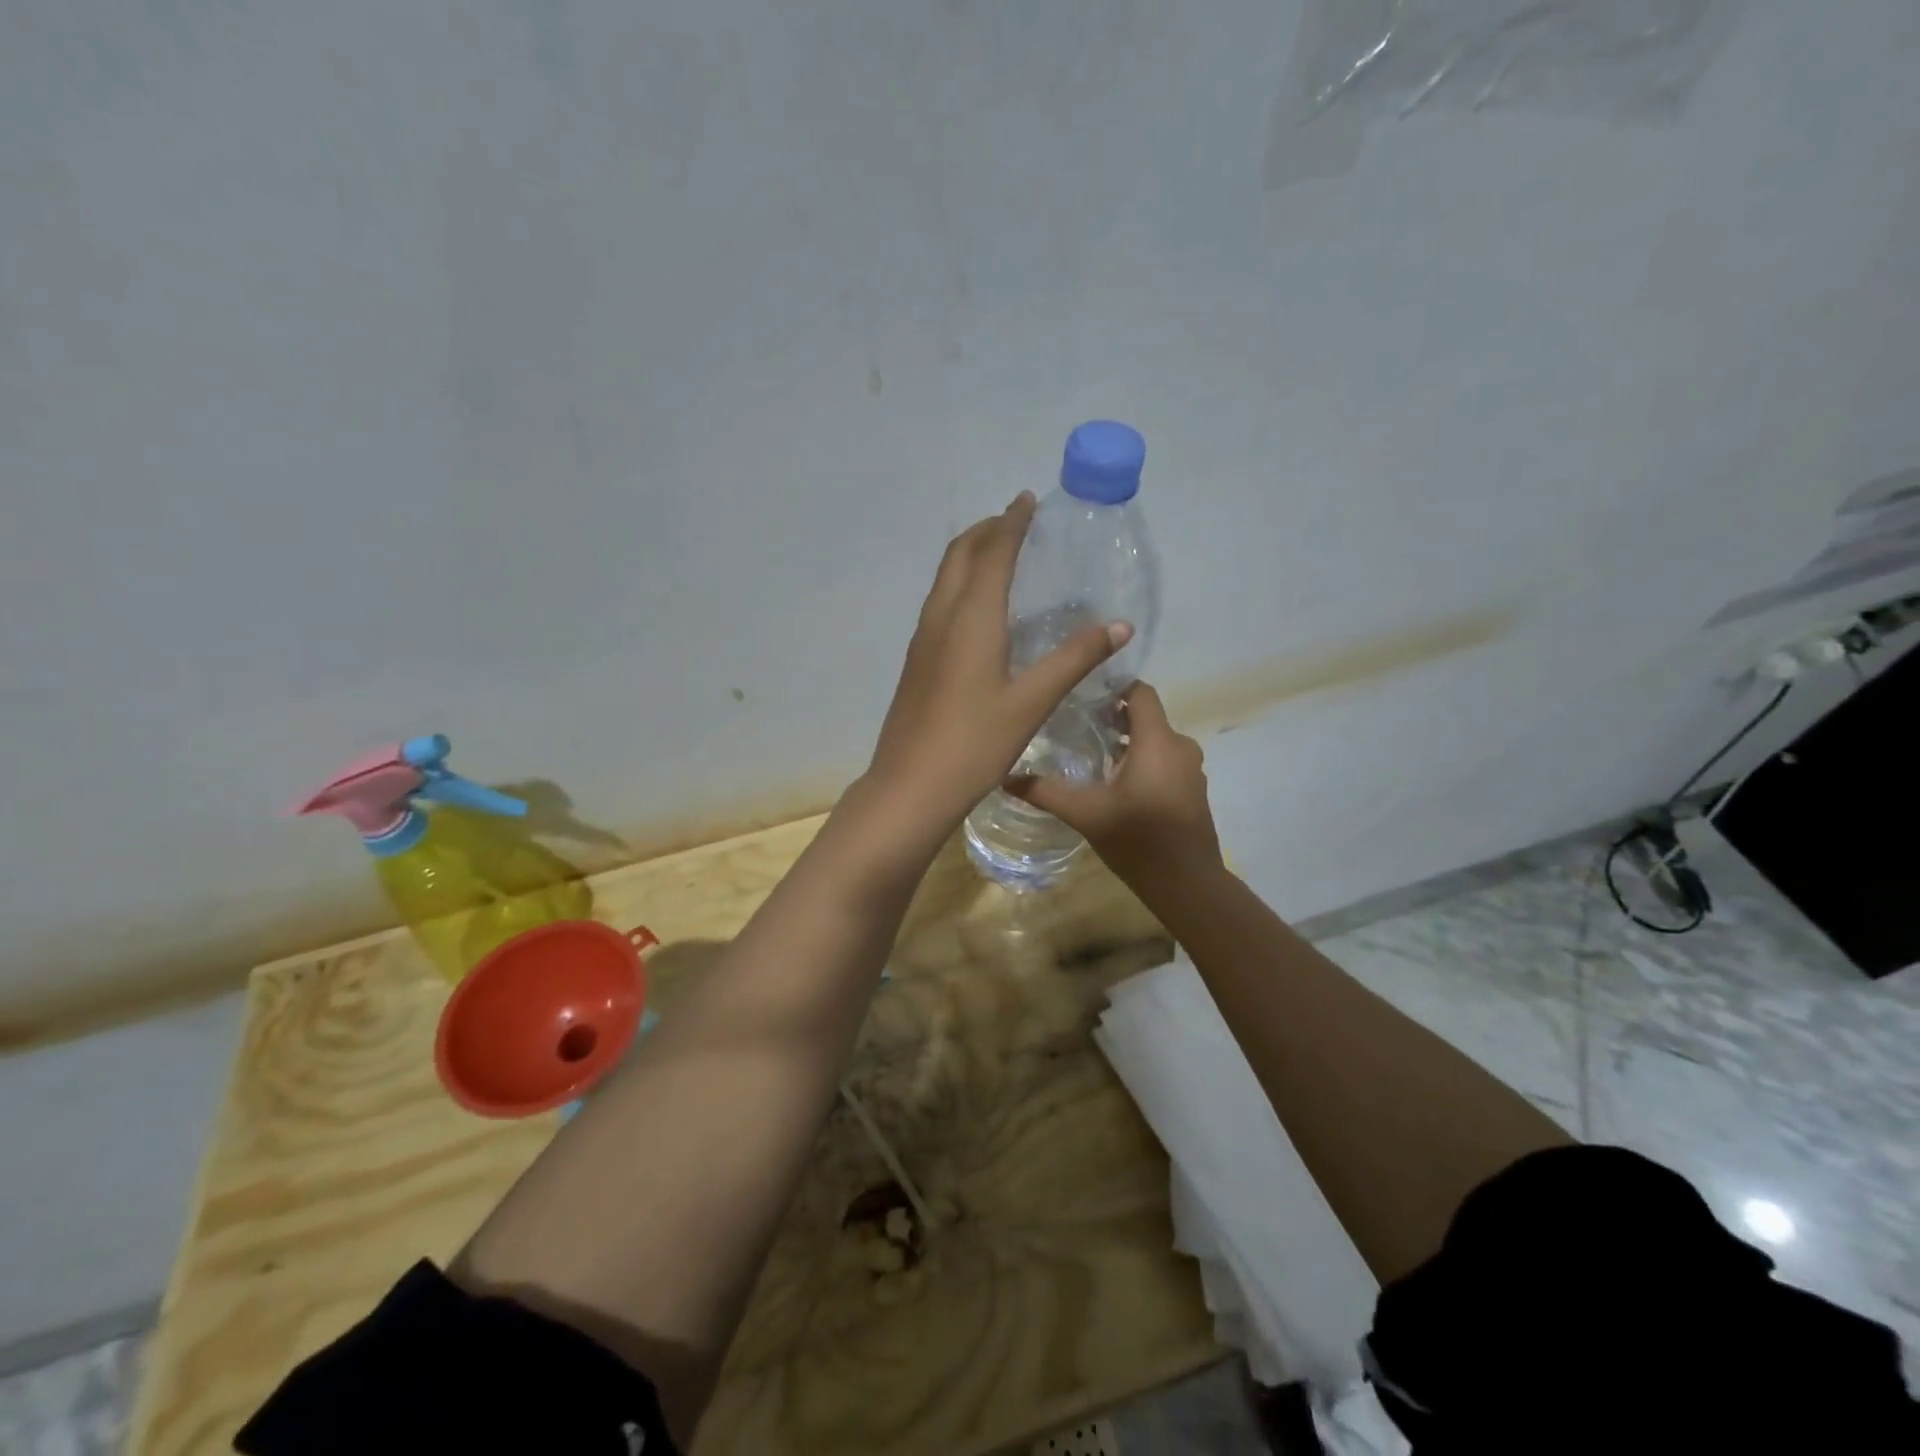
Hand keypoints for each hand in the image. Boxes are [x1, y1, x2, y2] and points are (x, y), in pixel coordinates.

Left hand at [864, 493, 1131, 834]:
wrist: (911, 785)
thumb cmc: (974, 743)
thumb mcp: (1032, 702)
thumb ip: (1074, 659)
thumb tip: (1119, 625)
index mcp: (971, 618)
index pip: (992, 552)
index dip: (1011, 523)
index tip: (1027, 500)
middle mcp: (941, 617)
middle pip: (960, 555)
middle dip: (986, 530)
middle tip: (1015, 520)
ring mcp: (923, 639)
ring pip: (945, 578)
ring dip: (970, 555)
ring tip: (999, 553)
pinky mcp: (917, 660)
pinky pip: (939, 602)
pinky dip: (961, 583)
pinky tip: (979, 608)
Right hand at [1010, 682, 1222, 885]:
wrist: (1187, 884)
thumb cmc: (1138, 840)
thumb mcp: (1085, 814)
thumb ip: (1045, 792)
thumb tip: (1005, 777)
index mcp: (1157, 741)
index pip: (1140, 692)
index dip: (1113, 688)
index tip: (1081, 697)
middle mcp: (1180, 746)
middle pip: (1146, 716)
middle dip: (1112, 718)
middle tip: (1076, 728)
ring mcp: (1191, 769)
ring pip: (1155, 741)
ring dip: (1127, 743)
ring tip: (1090, 756)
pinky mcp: (1193, 790)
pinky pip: (1165, 761)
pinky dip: (1143, 762)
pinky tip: (1116, 784)